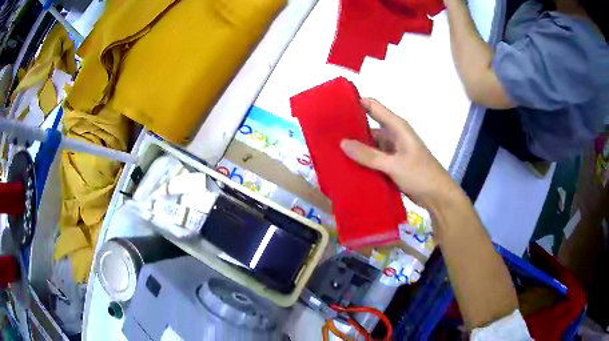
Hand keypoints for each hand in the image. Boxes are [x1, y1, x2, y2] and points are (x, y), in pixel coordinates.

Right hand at [340, 98, 460, 210]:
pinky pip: (374, 158)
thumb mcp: (394, 165)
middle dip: (351, 128)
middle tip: (327, 133)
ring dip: (356, 148)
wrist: (438, 197)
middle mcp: (394, 135)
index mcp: (397, 127)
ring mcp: (393, 151)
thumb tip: (342, 142)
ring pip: (370, 144)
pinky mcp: (392, 164)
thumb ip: (368, 155)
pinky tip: (348, 165)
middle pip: (369, 125)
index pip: (373, 106)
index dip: (355, 102)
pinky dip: (363, 161)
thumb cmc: (420, 175)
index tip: (334, 106)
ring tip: (333, 150)